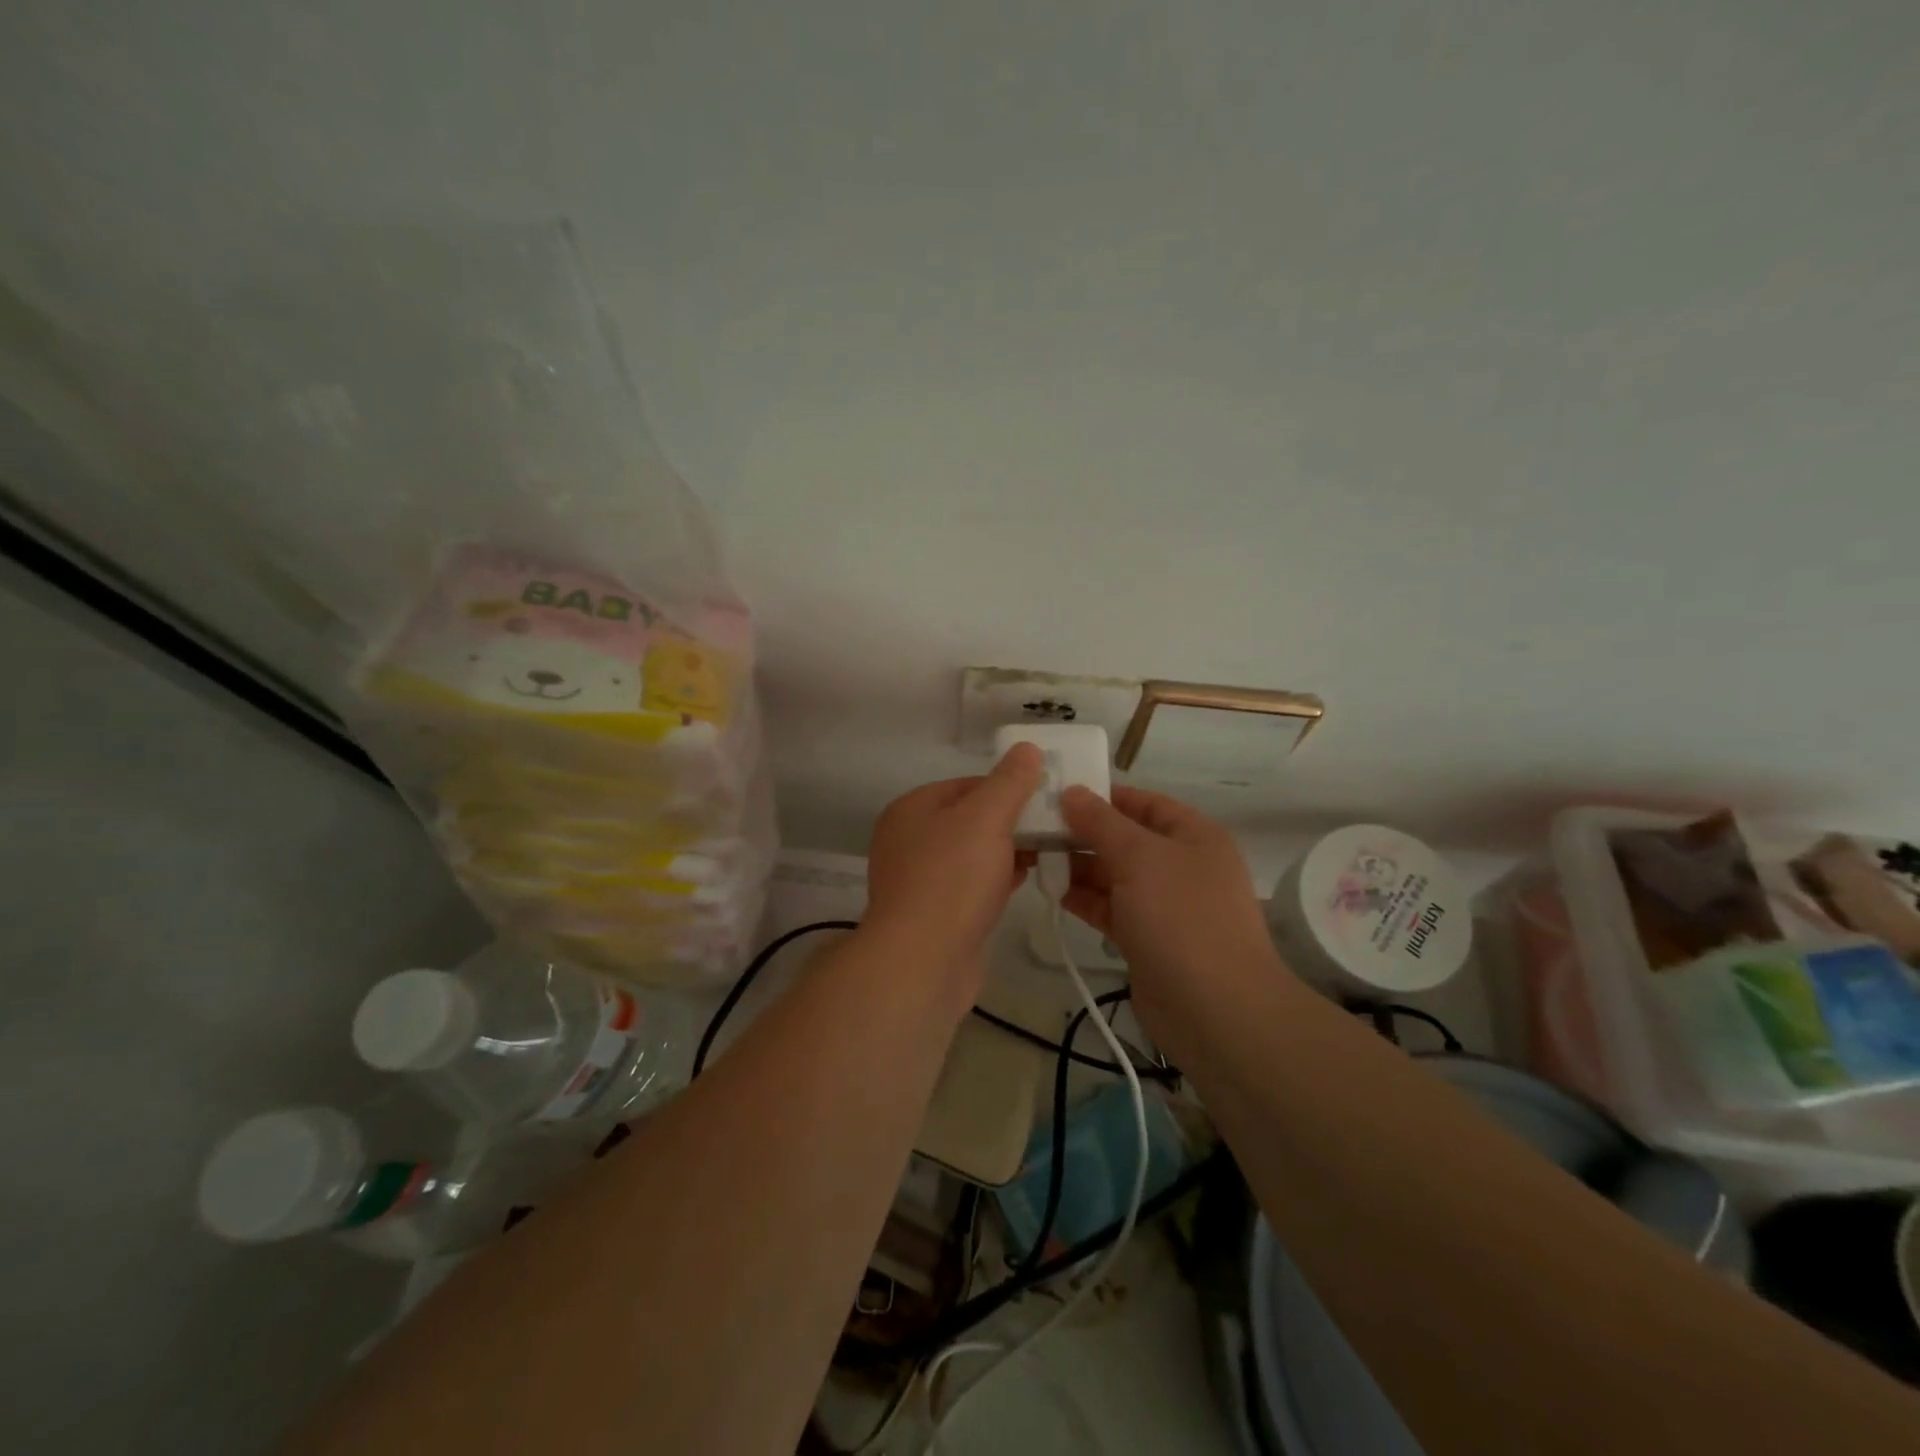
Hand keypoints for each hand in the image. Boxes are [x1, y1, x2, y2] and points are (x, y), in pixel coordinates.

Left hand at [862, 743, 1043, 1000]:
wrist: (922, 962)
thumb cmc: (952, 879)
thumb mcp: (986, 818)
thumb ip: (1009, 782)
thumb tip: (1027, 748)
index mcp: (912, 809)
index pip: (968, 784)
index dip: (1007, 787)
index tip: (1045, 797)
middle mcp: (908, 840)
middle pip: (969, 819)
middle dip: (1010, 821)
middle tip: (1052, 826)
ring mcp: (918, 880)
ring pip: (972, 854)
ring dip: (1006, 851)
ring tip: (1046, 852)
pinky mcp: (933, 915)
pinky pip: (970, 886)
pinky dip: (996, 880)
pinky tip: (1023, 881)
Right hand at [1058, 785, 1287, 1040]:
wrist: (1215, 1010)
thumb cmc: (1181, 917)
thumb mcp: (1140, 857)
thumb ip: (1101, 822)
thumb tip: (1071, 791)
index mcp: (1193, 835)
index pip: (1143, 802)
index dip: (1102, 796)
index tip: (1055, 792)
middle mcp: (1180, 864)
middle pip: (1124, 838)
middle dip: (1082, 832)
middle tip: (1033, 826)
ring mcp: (1164, 904)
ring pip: (1113, 874)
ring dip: (1077, 866)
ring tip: (1034, 856)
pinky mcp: (1146, 938)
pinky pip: (1110, 907)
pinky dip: (1083, 898)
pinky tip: (1051, 890)